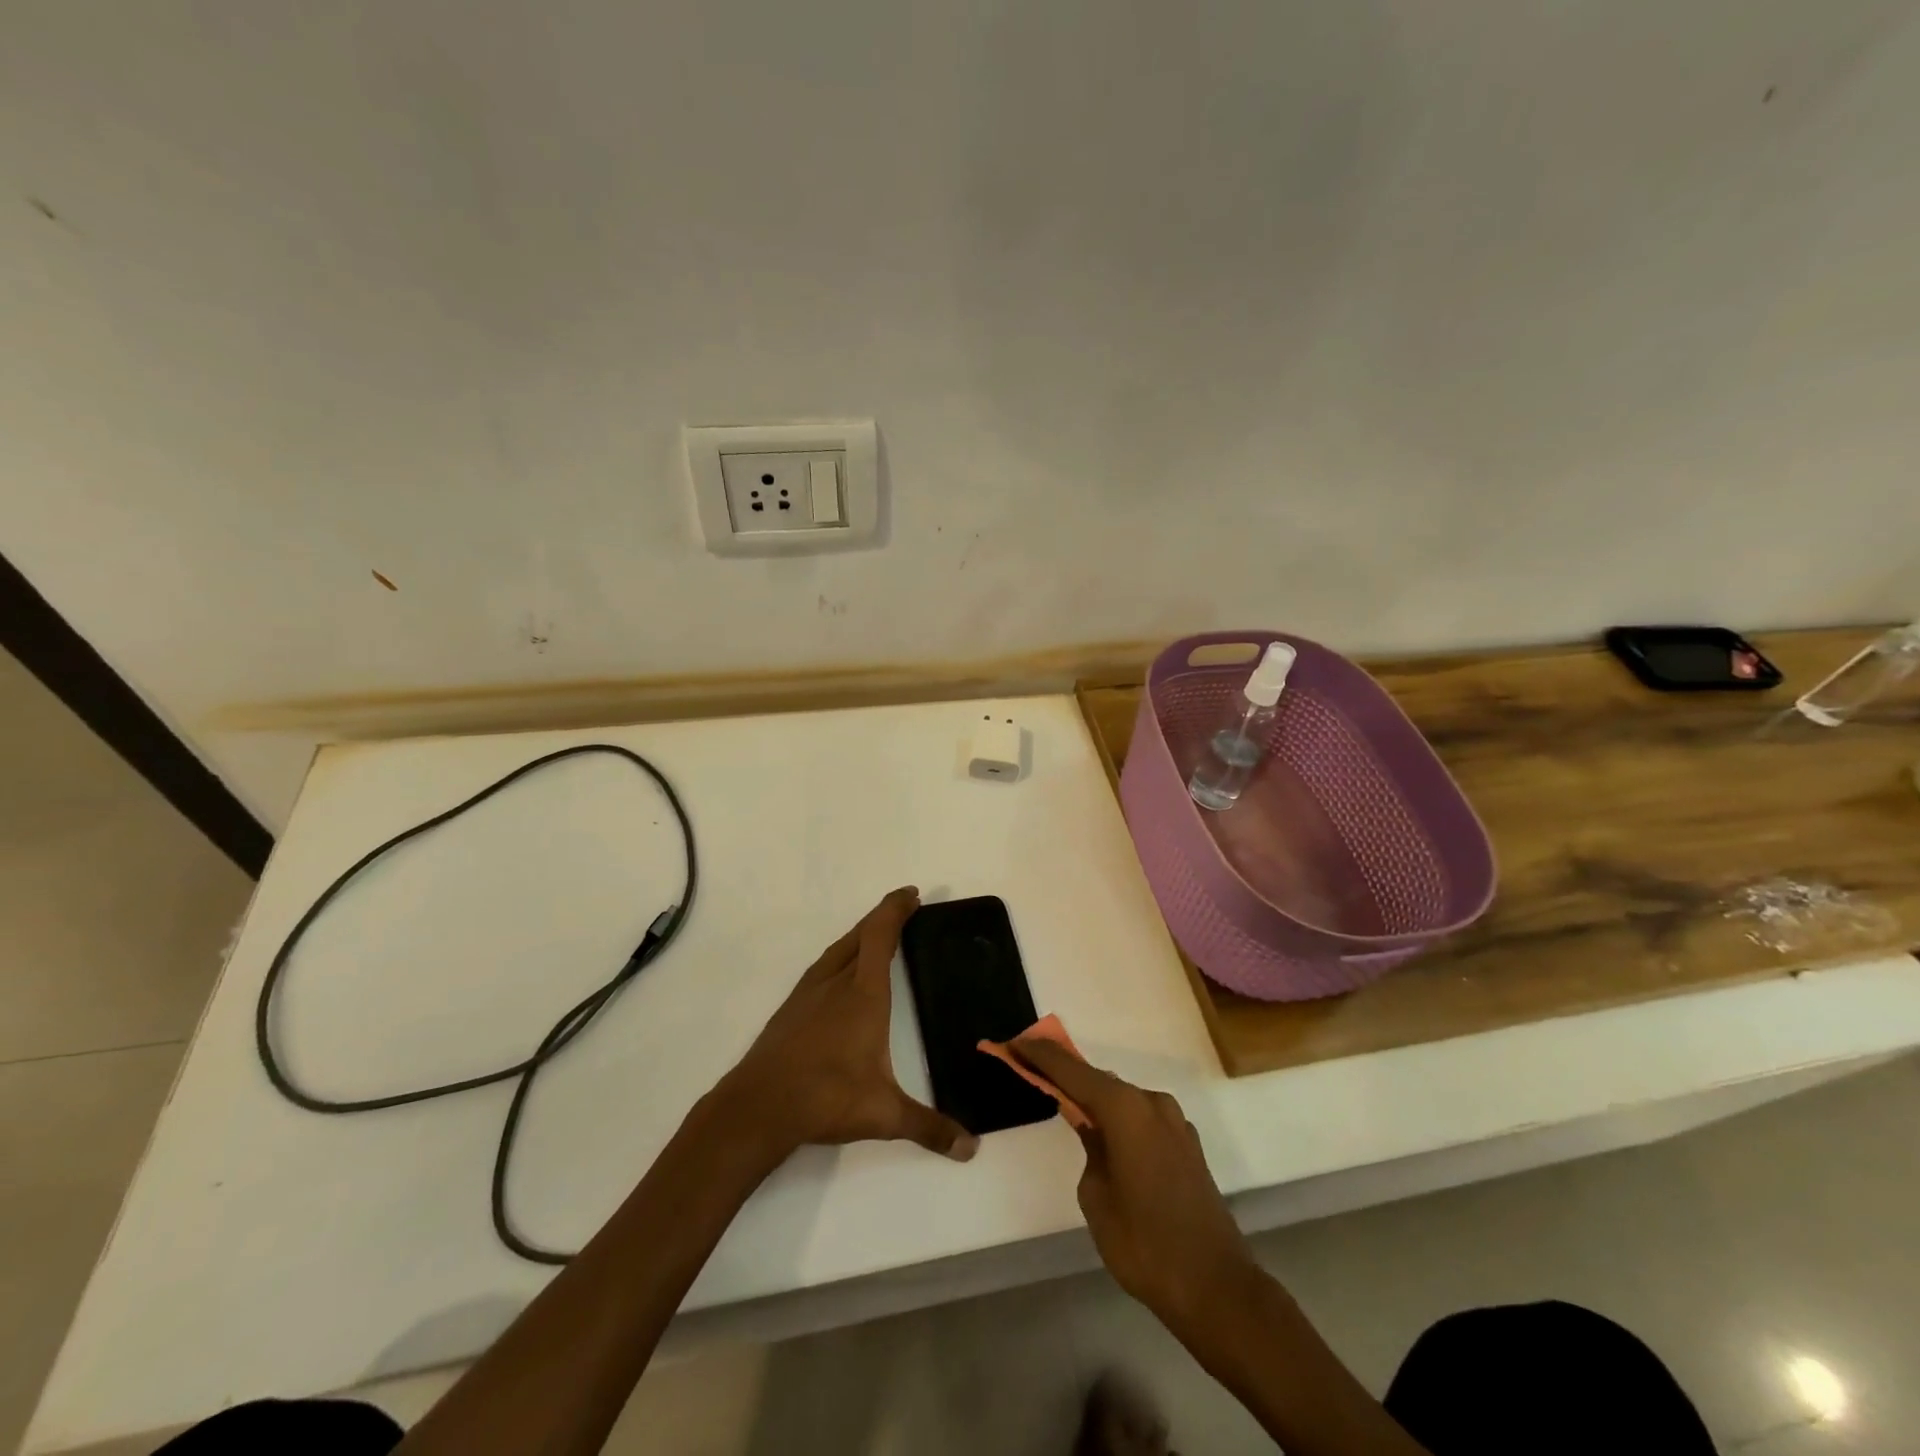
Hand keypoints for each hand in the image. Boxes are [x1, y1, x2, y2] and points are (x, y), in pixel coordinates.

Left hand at [714, 888, 977, 1164]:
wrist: (758, 1106)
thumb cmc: (826, 1098)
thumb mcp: (884, 1115)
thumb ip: (929, 1127)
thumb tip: (971, 1148)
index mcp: (863, 994)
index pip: (881, 936)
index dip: (895, 910)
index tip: (910, 894)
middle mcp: (836, 983)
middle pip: (860, 934)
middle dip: (883, 916)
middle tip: (903, 907)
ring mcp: (809, 992)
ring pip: (838, 948)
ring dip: (860, 933)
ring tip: (876, 934)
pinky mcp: (791, 1008)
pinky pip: (823, 966)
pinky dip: (841, 955)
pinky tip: (840, 973)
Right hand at [1011, 1038, 1254, 1336]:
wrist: (1217, 1288)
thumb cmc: (1144, 1244)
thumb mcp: (1096, 1196)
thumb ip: (1089, 1148)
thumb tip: (1093, 1129)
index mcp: (1126, 1109)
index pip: (1073, 1070)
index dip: (1042, 1055)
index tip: (1016, 1042)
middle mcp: (1152, 1103)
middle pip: (1100, 1080)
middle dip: (1066, 1075)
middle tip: (1034, 1070)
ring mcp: (1175, 1123)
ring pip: (1124, 1099)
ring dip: (1095, 1098)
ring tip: (1066, 1103)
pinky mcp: (1187, 1145)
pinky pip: (1143, 1119)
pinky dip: (1120, 1118)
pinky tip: (1107, 1135)